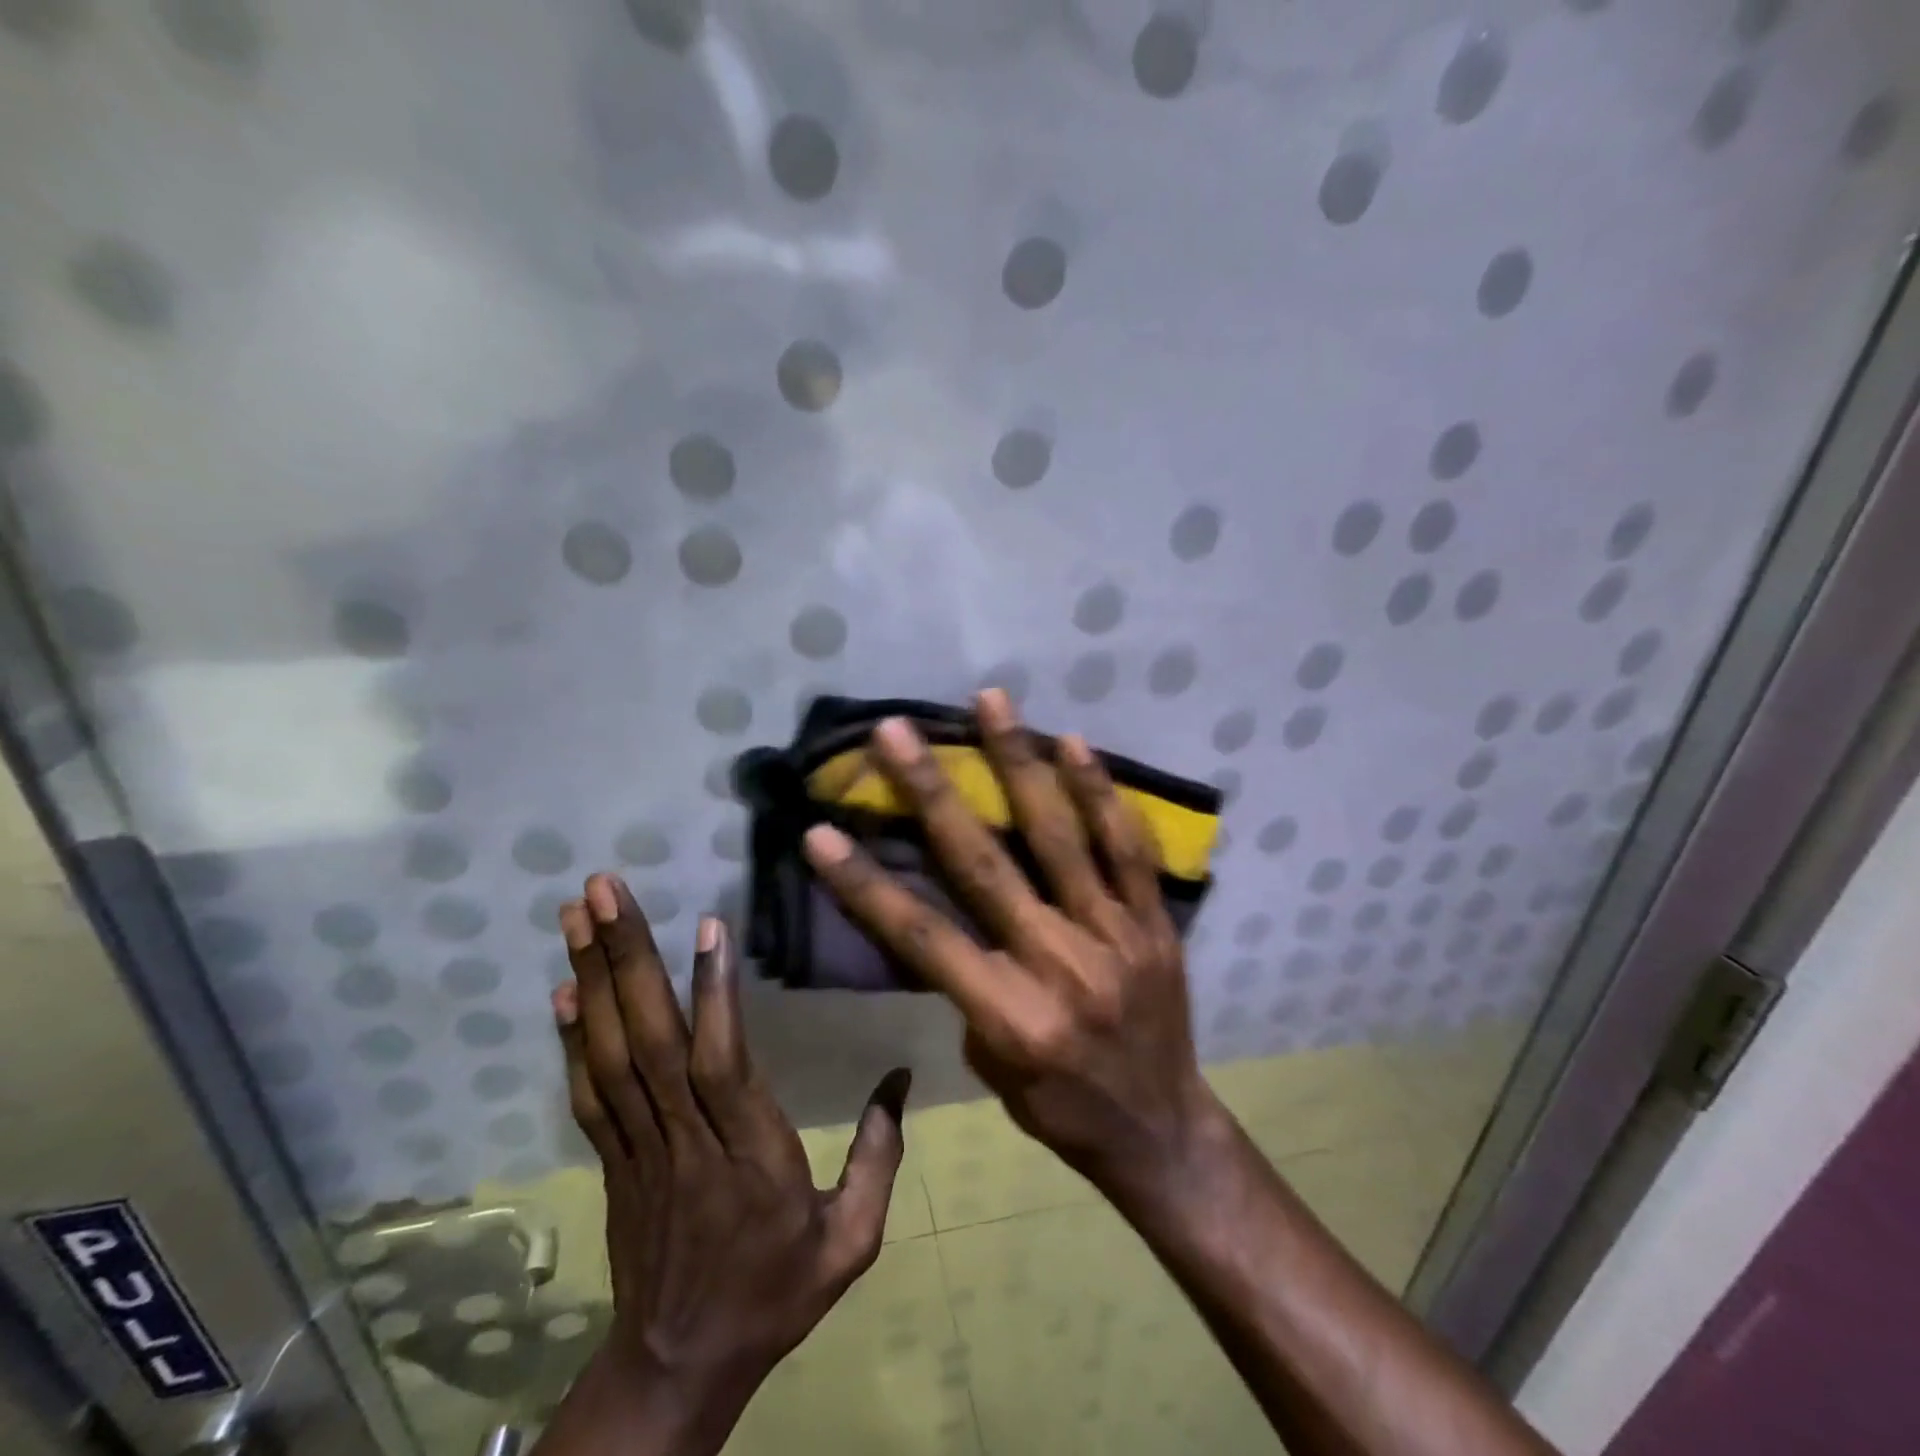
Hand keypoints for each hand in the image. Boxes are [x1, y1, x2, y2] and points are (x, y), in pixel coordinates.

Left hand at [546, 875, 908, 1454]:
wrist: (678, 1371)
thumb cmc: (775, 1295)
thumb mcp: (851, 1241)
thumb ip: (880, 1157)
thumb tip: (902, 1077)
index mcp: (749, 1157)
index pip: (723, 1064)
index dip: (713, 994)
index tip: (708, 924)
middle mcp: (685, 1142)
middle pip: (651, 1042)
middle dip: (626, 959)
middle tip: (601, 889)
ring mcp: (638, 1150)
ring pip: (612, 1055)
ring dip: (591, 979)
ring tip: (577, 914)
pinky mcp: (612, 1161)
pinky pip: (588, 1094)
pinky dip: (572, 1040)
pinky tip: (562, 992)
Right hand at [801, 690, 1219, 1204]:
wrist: (1162, 1132)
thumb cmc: (1061, 1109)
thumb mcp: (992, 1067)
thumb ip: (969, 987)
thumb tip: (954, 913)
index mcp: (1010, 1014)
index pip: (922, 936)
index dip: (864, 883)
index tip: (818, 831)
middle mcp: (1059, 964)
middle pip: (984, 865)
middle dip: (932, 792)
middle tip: (896, 731)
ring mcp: (1115, 935)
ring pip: (1059, 836)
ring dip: (1018, 762)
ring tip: (990, 700)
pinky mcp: (1155, 922)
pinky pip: (1128, 848)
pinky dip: (1100, 793)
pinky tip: (1073, 743)